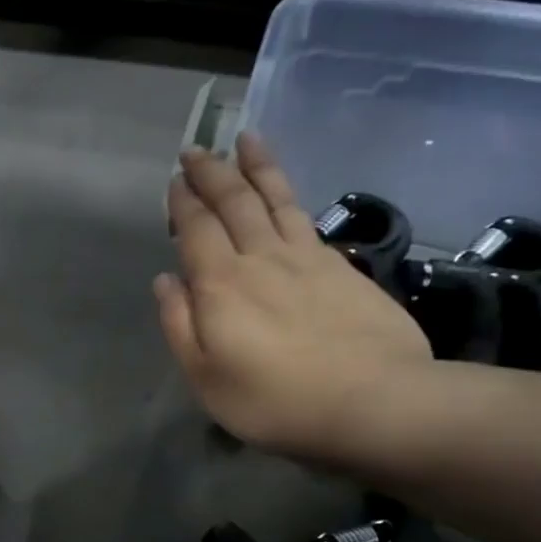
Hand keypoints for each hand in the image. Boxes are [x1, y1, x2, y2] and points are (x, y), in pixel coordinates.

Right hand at [157, 133, 431, 460]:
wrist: (374, 402)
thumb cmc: (275, 400)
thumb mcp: (206, 377)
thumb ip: (180, 325)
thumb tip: (166, 280)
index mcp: (221, 284)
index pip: (196, 229)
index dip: (182, 202)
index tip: (175, 180)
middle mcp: (260, 258)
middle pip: (233, 202)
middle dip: (211, 172)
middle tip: (196, 150)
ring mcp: (305, 258)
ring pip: (274, 199)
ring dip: (256, 167)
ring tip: (245, 140)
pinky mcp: (340, 267)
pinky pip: (305, 216)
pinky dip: (289, 193)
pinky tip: (285, 190)